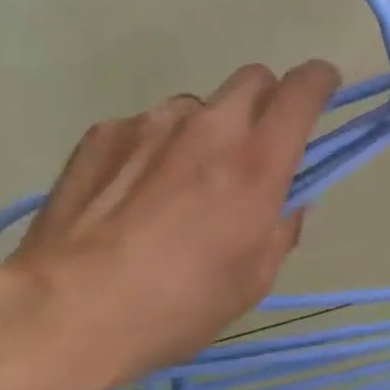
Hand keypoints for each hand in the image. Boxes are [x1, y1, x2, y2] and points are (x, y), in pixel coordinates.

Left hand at [2, 60, 340, 388]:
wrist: (66, 311)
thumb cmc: (178, 304)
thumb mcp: (254, 279)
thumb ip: (283, 226)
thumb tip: (289, 201)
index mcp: (258, 160)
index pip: (304, 88)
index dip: (320, 81)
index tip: (323, 89)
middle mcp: (210, 126)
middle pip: (254, 78)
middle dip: (265, 102)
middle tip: (252, 145)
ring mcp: (152, 122)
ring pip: (198, 107)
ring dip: (205, 131)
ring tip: (179, 183)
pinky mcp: (105, 132)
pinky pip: (147, 127)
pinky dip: (155, 148)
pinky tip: (131, 194)